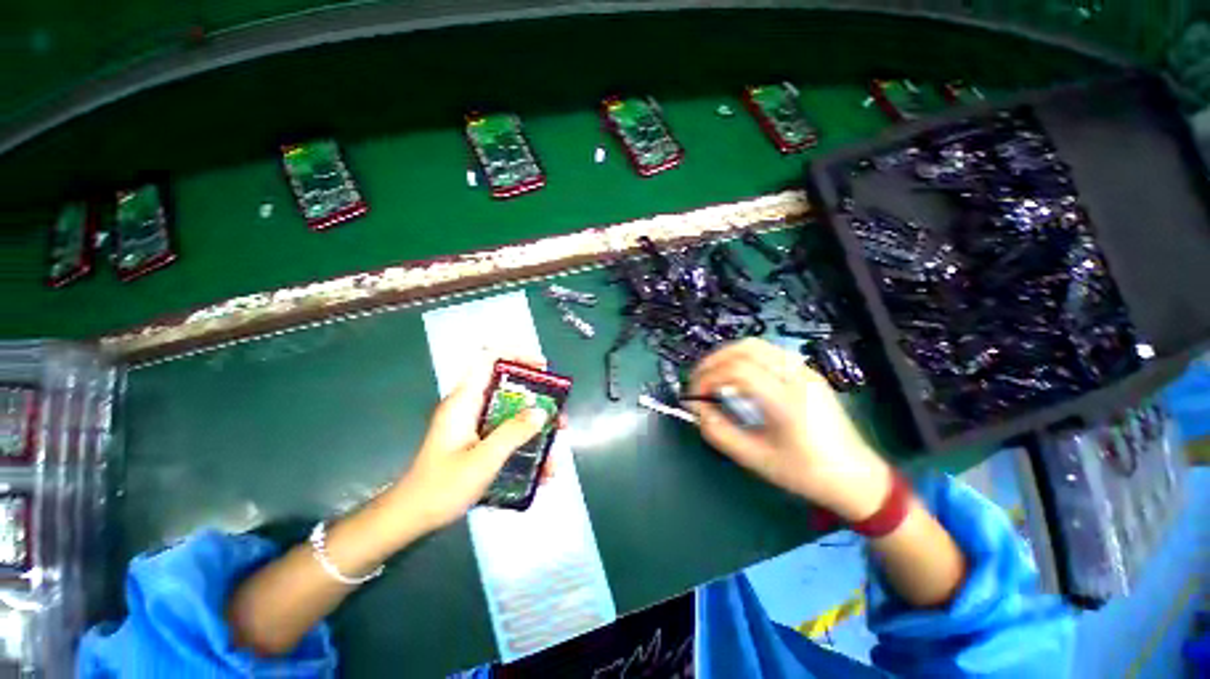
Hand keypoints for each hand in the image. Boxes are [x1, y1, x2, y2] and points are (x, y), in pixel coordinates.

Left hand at [395, 354, 550, 531]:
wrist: (412, 518)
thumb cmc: (442, 487)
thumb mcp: (483, 459)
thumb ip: (513, 432)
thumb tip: (541, 411)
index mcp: (465, 401)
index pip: (489, 359)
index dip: (517, 357)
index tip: (543, 370)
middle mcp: (471, 407)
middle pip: (510, 389)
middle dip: (538, 402)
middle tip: (558, 418)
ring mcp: (475, 425)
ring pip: (513, 415)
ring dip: (536, 429)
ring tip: (554, 450)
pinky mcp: (479, 442)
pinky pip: (508, 435)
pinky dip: (526, 447)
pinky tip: (540, 471)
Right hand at [688, 339, 890, 521]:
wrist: (855, 476)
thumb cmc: (804, 473)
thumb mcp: (755, 459)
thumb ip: (718, 431)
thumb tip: (696, 407)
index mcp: (786, 401)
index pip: (736, 371)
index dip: (707, 377)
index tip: (694, 395)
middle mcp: (796, 377)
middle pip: (744, 349)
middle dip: (713, 361)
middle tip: (697, 380)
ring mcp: (804, 370)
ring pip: (756, 345)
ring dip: (727, 355)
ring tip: (712, 375)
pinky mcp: (807, 372)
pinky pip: (768, 352)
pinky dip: (743, 357)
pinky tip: (736, 375)